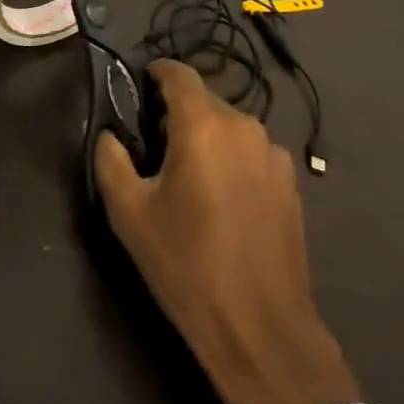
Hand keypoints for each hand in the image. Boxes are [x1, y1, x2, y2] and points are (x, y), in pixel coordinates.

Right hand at [95, 60, 359, 403]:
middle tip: (155, 149)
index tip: (138, 88)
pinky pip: (252, 153)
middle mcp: (243, 125)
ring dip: (207, 139)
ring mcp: (273, 153)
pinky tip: (224, 203)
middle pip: (204, 100)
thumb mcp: (130, 214)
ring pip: (229, 128)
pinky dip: (232, 161)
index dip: (156, 73)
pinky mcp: (291, 182)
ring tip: (190, 180)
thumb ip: (111, 160)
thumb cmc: (188, 266)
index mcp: (203, 125)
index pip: (178, 73)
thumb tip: (111, 134)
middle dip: (178, 114)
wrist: (262, 331)